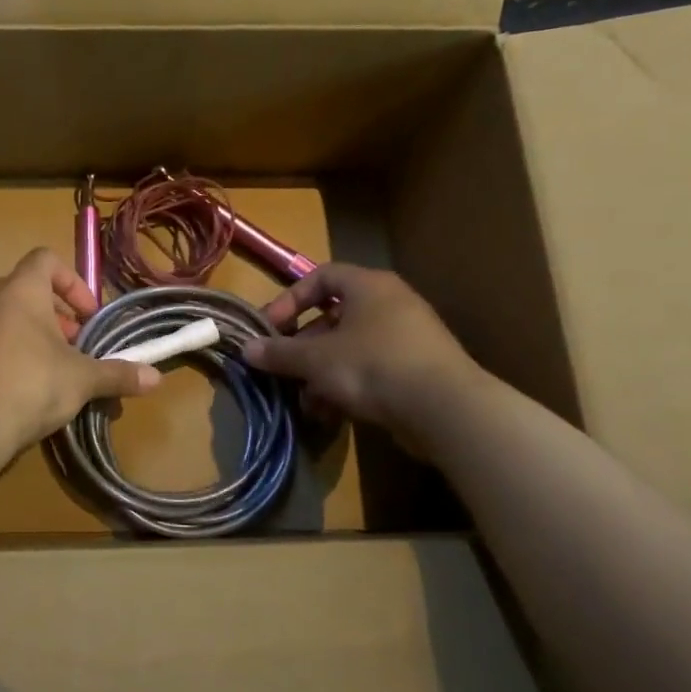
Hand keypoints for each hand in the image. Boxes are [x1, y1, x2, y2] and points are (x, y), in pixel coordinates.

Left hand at [0, 248, 159, 461]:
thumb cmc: (29, 386)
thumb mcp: (81, 380)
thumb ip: (117, 374)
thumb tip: (156, 378)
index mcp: (20, 290)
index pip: (46, 259)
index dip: (72, 281)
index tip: (87, 316)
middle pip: (26, 289)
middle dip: (56, 315)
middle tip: (74, 346)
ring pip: (5, 317)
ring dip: (32, 335)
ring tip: (51, 369)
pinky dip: (8, 353)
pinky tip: (21, 388)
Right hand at [241, 263, 482, 443]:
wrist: (444, 408)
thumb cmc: (373, 366)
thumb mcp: (316, 359)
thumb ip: (280, 353)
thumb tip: (246, 350)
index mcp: (368, 286)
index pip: (321, 277)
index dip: (290, 299)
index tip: (271, 328)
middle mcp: (389, 304)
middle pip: (333, 318)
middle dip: (303, 347)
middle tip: (283, 370)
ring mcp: (406, 338)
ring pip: (349, 349)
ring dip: (321, 374)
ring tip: (305, 401)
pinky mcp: (416, 370)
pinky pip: (370, 370)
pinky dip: (346, 387)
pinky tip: (330, 415)